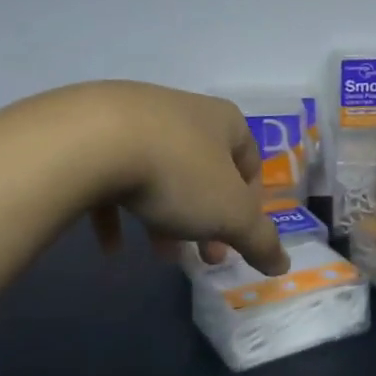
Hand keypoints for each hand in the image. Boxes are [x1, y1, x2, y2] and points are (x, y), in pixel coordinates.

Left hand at [79, 82, 289, 274]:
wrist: (92, 140)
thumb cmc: (177, 173)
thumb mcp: (230, 214)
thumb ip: (259, 240)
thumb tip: (283, 264)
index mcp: (223, 121)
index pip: (250, 161)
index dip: (249, 206)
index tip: (234, 242)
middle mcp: (183, 111)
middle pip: (203, 171)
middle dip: (205, 219)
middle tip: (200, 257)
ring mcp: (136, 117)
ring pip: (160, 174)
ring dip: (165, 216)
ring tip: (158, 254)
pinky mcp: (94, 131)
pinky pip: (113, 176)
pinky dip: (117, 211)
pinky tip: (110, 246)